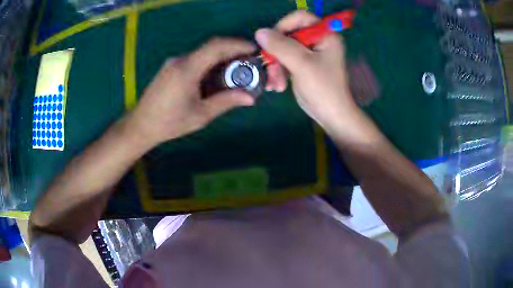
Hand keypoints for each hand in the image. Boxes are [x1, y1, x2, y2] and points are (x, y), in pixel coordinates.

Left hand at [128, 38, 255, 147]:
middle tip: (249, 62)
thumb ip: (225, 102)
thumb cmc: (169, 123)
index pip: (216, 46)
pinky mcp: (170, 67)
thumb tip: (250, 98)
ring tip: (235, 71)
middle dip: (232, 51)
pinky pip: (195, 59)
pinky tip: (215, 77)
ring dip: (221, 58)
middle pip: (211, 47)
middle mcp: (180, 60)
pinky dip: (209, 63)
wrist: (140, 125)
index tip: (254, 49)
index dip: (237, 44)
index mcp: (187, 69)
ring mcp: (174, 62)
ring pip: (203, 53)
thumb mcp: (200, 115)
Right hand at [255, 11, 375, 146]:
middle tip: (271, 68)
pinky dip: (278, 72)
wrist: (330, 115)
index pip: (301, 17)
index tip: (272, 40)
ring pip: (283, 49)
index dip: (284, 25)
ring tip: (275, 84)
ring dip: (275, 66)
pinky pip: (285, 60)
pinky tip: (276, 86)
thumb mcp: (302, 64)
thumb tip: (260, 32)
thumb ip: (281, 46)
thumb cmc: (323, 89)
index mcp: (325, 35)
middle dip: (277, 53)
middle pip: (289, 34)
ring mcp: (310, 53)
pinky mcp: (303, 64)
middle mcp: (318, 41)